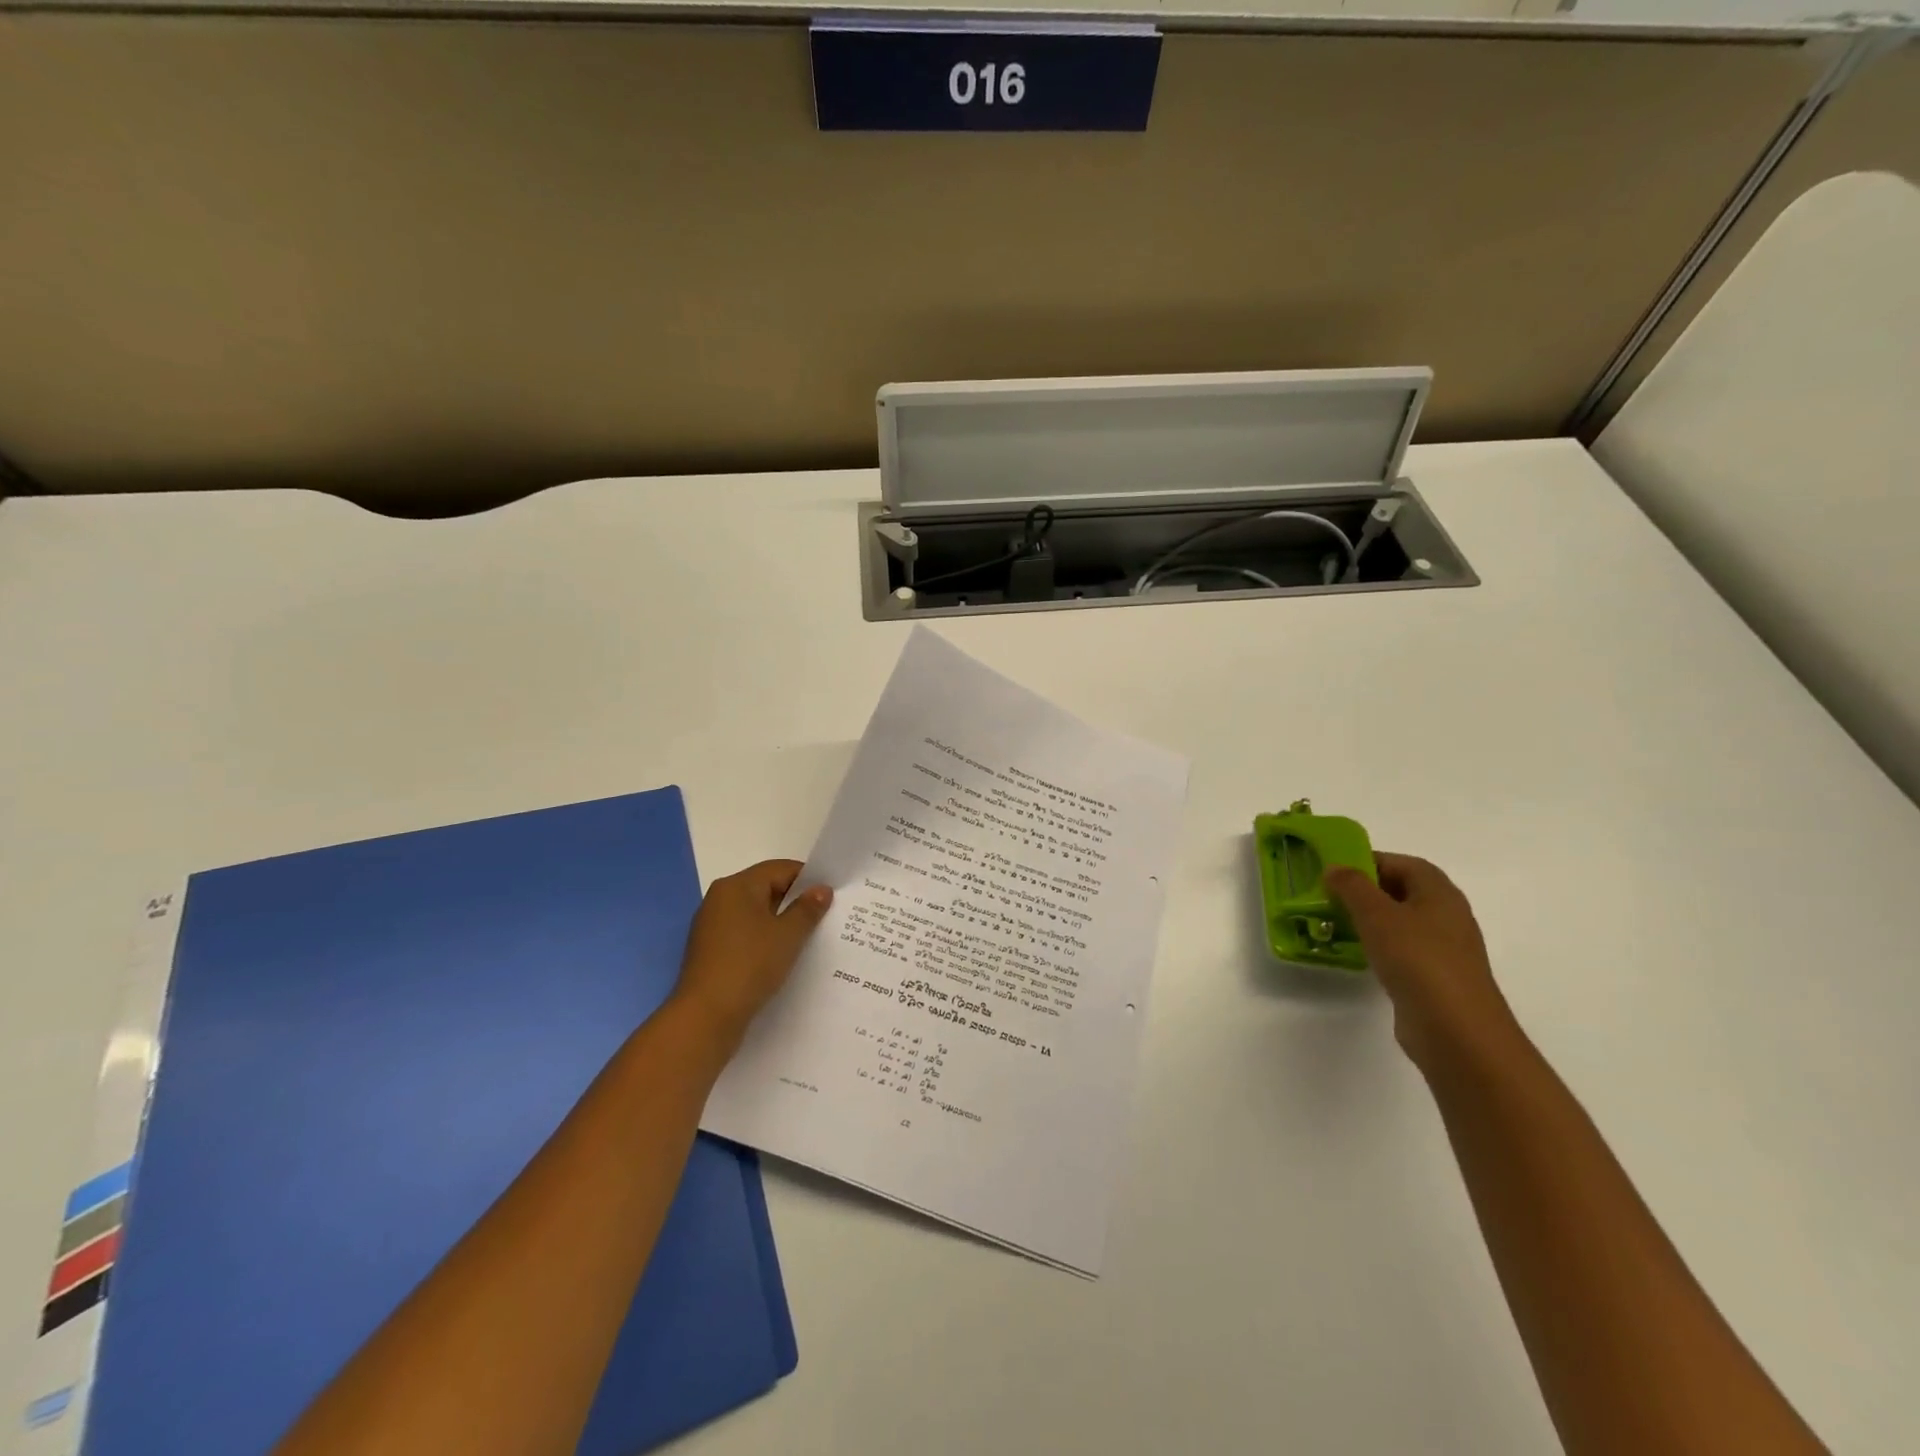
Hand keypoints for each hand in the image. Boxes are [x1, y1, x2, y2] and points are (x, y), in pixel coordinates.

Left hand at [671, 860, 832, 1043]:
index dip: (808, 879)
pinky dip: (764, 940)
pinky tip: (782, 957)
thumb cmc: (750, 965)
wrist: (706, 1017)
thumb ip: (808, 909)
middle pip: (766, 889)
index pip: (780, 869)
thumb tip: (822, 889)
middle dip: (796, 901)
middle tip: (825, 917)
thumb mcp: (788, 935)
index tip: (831, 896)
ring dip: (781, 923)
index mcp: (736, 886)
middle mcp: (720, 899)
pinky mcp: (711, 951)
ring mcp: (712, 926)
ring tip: (809, 938)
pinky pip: (745, 934)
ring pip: (756, 914)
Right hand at [1326, 853, 1521, 1069]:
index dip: (1369, 861)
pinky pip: (1402, 951)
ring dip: (1369, 920)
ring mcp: (1444, 950)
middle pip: (1402, 891)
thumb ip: (1352, 886)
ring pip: (1400, 923)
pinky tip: (1357, 955)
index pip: (1403, 863)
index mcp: (1439, 893)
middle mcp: (1447, 916)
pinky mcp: (1435, 978)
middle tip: (1329, 896)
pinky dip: (1378, 947)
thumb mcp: (1376, 914)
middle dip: (1365, 891)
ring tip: (1335, 924)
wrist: (1456, 1031)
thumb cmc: (1417, 960)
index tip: (1335, 871)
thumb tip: (1334, 868)